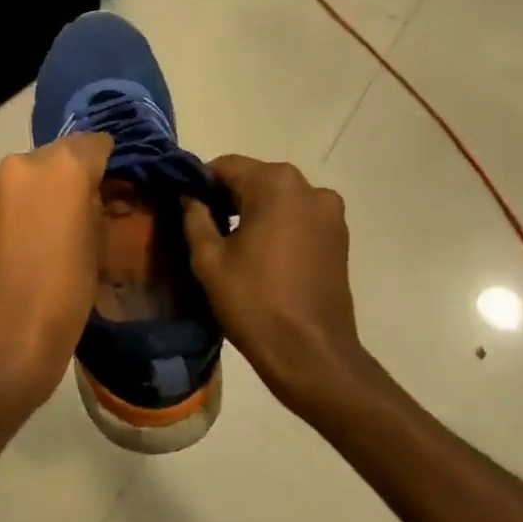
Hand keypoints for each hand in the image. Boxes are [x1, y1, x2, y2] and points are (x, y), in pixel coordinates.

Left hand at [0, 133, 113, 413]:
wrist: (2, 337)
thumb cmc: (64, 294)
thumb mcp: (98, 247)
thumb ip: (95, 208)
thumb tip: (91, 197)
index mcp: (62, 166)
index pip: (95, 142)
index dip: (108, 160)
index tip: (114, 181)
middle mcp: (23, 163)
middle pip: (57, 156)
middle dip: (71, 176)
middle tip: (84, 207)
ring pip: (27, 177)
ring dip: (41, 192)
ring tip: (53, 228)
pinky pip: (6, 198)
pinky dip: (19, 210)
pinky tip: (26, 242)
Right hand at [183, 156, 365, 414]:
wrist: (312, 355)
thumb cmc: (254, 302)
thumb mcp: (209, 258)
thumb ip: (194, 215)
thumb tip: (188, 194)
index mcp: (275, 183)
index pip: (225, 166)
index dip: (199, 183)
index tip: (183, 205)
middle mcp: (308, 186)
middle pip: (254, 178)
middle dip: (227, 196)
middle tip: (203, 225)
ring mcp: (329, 211)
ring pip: (278, 198)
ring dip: (253, 210)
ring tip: (232, 243)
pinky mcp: (339, 236)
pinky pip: (298, 216)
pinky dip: (278, 224)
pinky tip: (261, 253)